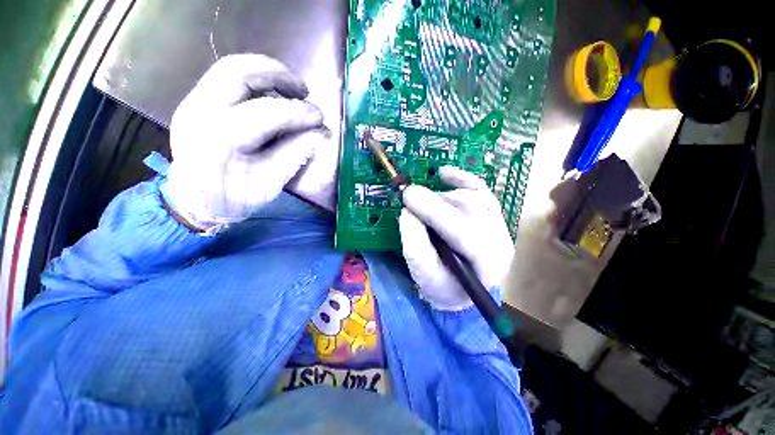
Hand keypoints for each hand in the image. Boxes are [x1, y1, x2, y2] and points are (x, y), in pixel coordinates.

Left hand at [165, 54, 332, 230]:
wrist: (193, 202)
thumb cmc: (235, 198)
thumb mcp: (271, 182)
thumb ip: (295, 154)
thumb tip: (320, 134)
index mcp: (221, 139)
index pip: (267, 112)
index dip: (299, 112)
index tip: (319, 118)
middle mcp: (200, 112)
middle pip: (238, 71)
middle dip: (278, 74)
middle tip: (303, 90)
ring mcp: (192, 103)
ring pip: (230, 68)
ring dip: (265, 72)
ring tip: (291, 89)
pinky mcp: (194, 102)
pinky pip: (225, 79)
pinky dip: (253, 81)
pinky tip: (270, 96)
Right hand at [399, 167, 513, 310]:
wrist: (461, 289)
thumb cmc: (442, 285)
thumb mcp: (423, 274)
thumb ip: (415, 244)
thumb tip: (408, 212)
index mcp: (486, 264)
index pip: (463, 230)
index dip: (433, 210)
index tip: (408, 196)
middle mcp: (500, 240)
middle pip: (468, 209)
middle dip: (434, 202)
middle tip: (409, 197)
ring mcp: (500, 225)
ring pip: (471, 197)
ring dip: (441, 197)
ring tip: (424, 206)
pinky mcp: (493, 214)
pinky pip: (480, 188)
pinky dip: (461, 178)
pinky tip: (444, 174)